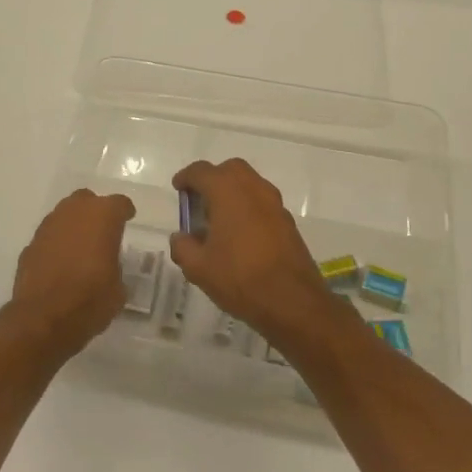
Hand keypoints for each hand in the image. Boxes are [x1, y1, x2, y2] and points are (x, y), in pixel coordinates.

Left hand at [9, 189, 136, 358]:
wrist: (44, 318)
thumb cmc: (91, 299)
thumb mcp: (118, 288)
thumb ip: (115, 267)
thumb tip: (109, 268)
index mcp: (102, 217)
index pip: (119, 203)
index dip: (124, 212)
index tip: (127, 220)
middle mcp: (73, 212)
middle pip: (86, 200)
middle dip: (95, 212)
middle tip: (102, 231)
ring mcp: (48, 226)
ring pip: (64, 215)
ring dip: (73, 226)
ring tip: (80, 247)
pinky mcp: (30, 244)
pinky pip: (49, 236)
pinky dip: (56, 244)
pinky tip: (60, 263)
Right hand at [169, 159, 342, 353]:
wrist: (293, 302)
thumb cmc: (239, 278)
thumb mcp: (198, 268)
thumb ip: (183, 247)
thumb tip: (180, 237)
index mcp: (227, 191)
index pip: (201, 171)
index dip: (186, 178)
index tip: (178, 189)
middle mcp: (253, 189)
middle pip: (230, 170)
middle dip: (213, 179)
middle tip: (200, 201)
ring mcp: (274, 204)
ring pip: (249, 184)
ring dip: (232, 192)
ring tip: (219, 220)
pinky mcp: (288, 221)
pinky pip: (262, 203)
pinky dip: (248, 208)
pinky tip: (240, 235)